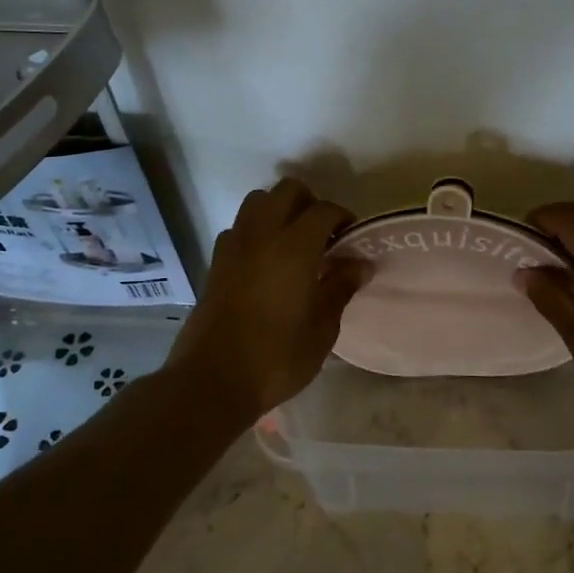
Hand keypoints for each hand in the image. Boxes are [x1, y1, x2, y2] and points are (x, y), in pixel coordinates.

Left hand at [168, 179, 367, 420]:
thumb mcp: (322, 329)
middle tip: (324, 234)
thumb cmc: (277, 358)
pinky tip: (264, 262)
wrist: (213, 381)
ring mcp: (234, 246)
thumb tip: (361, 263)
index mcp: (294, 247)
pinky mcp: (215, 263)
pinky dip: (254, 231)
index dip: (342, 217)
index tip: (352, 237)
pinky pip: (238, 229)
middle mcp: (262, 235)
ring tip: (293, 243)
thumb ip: (341, 288)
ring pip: (257, 202)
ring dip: (278, 210)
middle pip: (286, 191)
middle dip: (309, 203)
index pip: (324, 210)